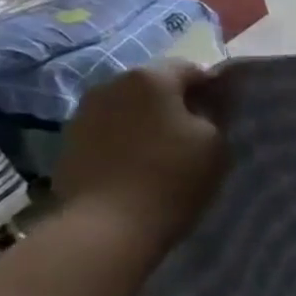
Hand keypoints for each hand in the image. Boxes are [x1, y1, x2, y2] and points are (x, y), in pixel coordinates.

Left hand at [54, 62, 228, 254]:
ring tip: (166, 151)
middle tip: (198, 134)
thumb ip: (217, 114)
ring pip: (129, 108)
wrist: (108, 225)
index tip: (225, 114)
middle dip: (177, 104)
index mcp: (151, 77)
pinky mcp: (69, 142)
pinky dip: (125, 140)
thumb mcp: (216, 144)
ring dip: (148, 121)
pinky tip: (137, 166)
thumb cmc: (173, 178)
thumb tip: (213, 102)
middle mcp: (112, 83)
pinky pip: (109, 131)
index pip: (192, 69)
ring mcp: (84, 112)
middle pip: (156, 86)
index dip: (213, 89)